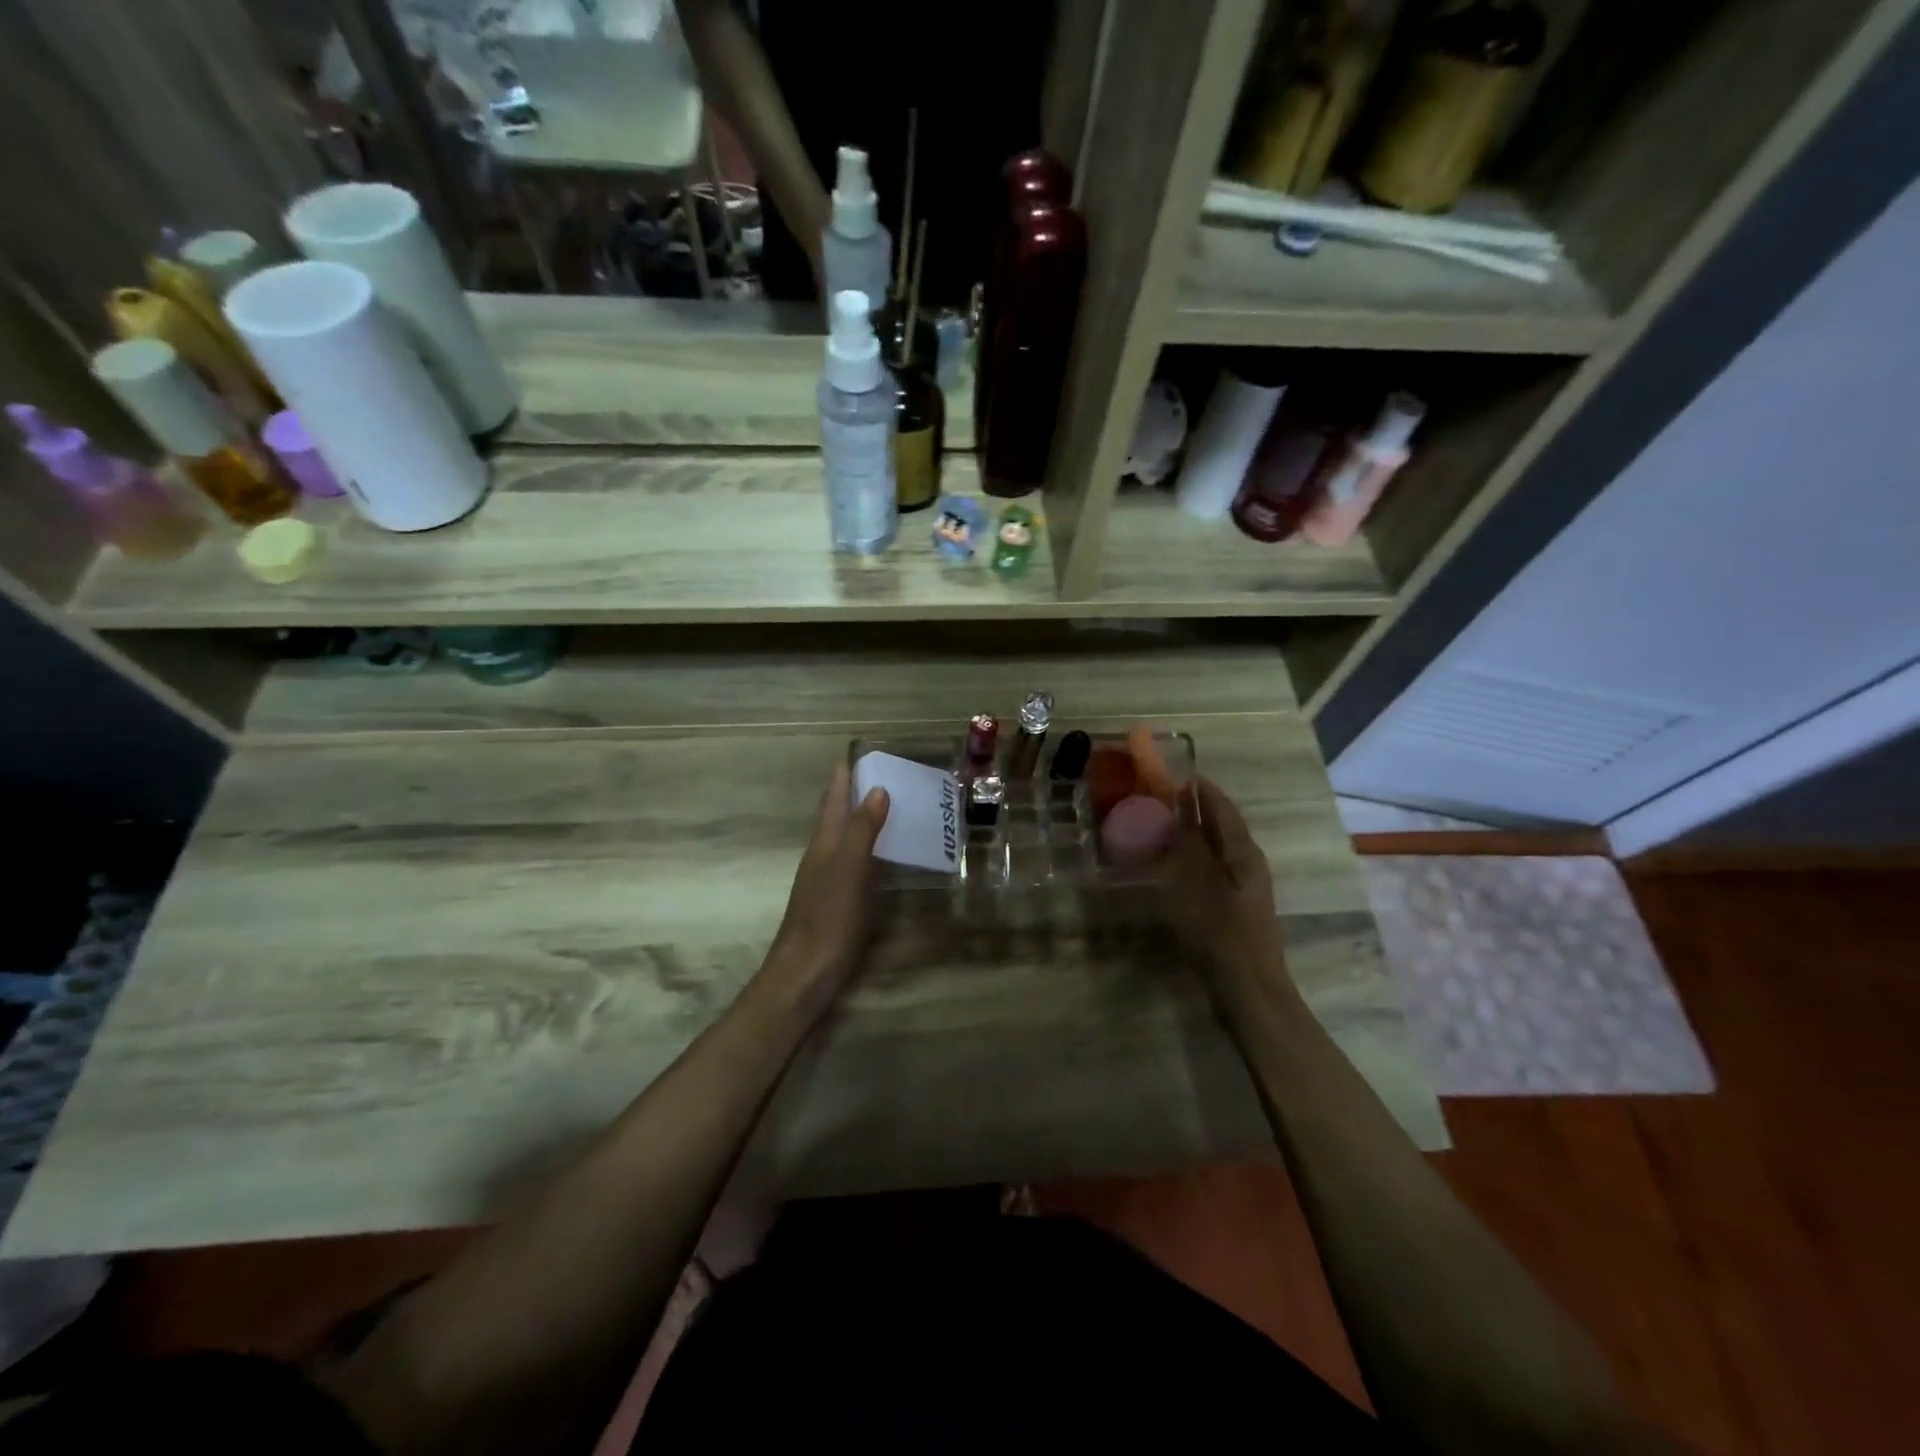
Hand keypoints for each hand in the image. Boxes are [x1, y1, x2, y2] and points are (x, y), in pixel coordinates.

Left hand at [765, 762, 889, 1002]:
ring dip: (858, 821)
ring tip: (883, 808)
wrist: (805, 971)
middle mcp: (821, 857)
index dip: (842, 779)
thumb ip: (862, 829)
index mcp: (824, 844)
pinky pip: (851, 863)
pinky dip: (864, 849)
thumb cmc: (828, 916)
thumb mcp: (849, 868)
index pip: (832, 801)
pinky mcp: (835, 902)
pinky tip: (878, 857)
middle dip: (850, 795)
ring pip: (841, 840)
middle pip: (834, 818)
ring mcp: (826, 881)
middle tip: (877, 776)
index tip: (855, 755)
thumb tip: (876, 789)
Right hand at [1166, 776, 1292, 996]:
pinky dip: (1192, 855)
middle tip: (1161, 796)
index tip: (1176, 771)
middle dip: (1195, 808)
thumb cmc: (1221, 932)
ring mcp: (1243, 886)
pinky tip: (1172, 862)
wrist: (1249, 988)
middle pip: (1221, 825)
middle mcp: (1248, 862)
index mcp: (1244, 852)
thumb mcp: (1198, 883)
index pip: (1222, 806)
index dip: (1201, 788)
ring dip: (1193, 832)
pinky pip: (1212, 867)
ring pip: (1217, 847)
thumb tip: (1182, 809)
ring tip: (1161, 823)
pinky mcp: (1234, 906)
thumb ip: (1190, 845)